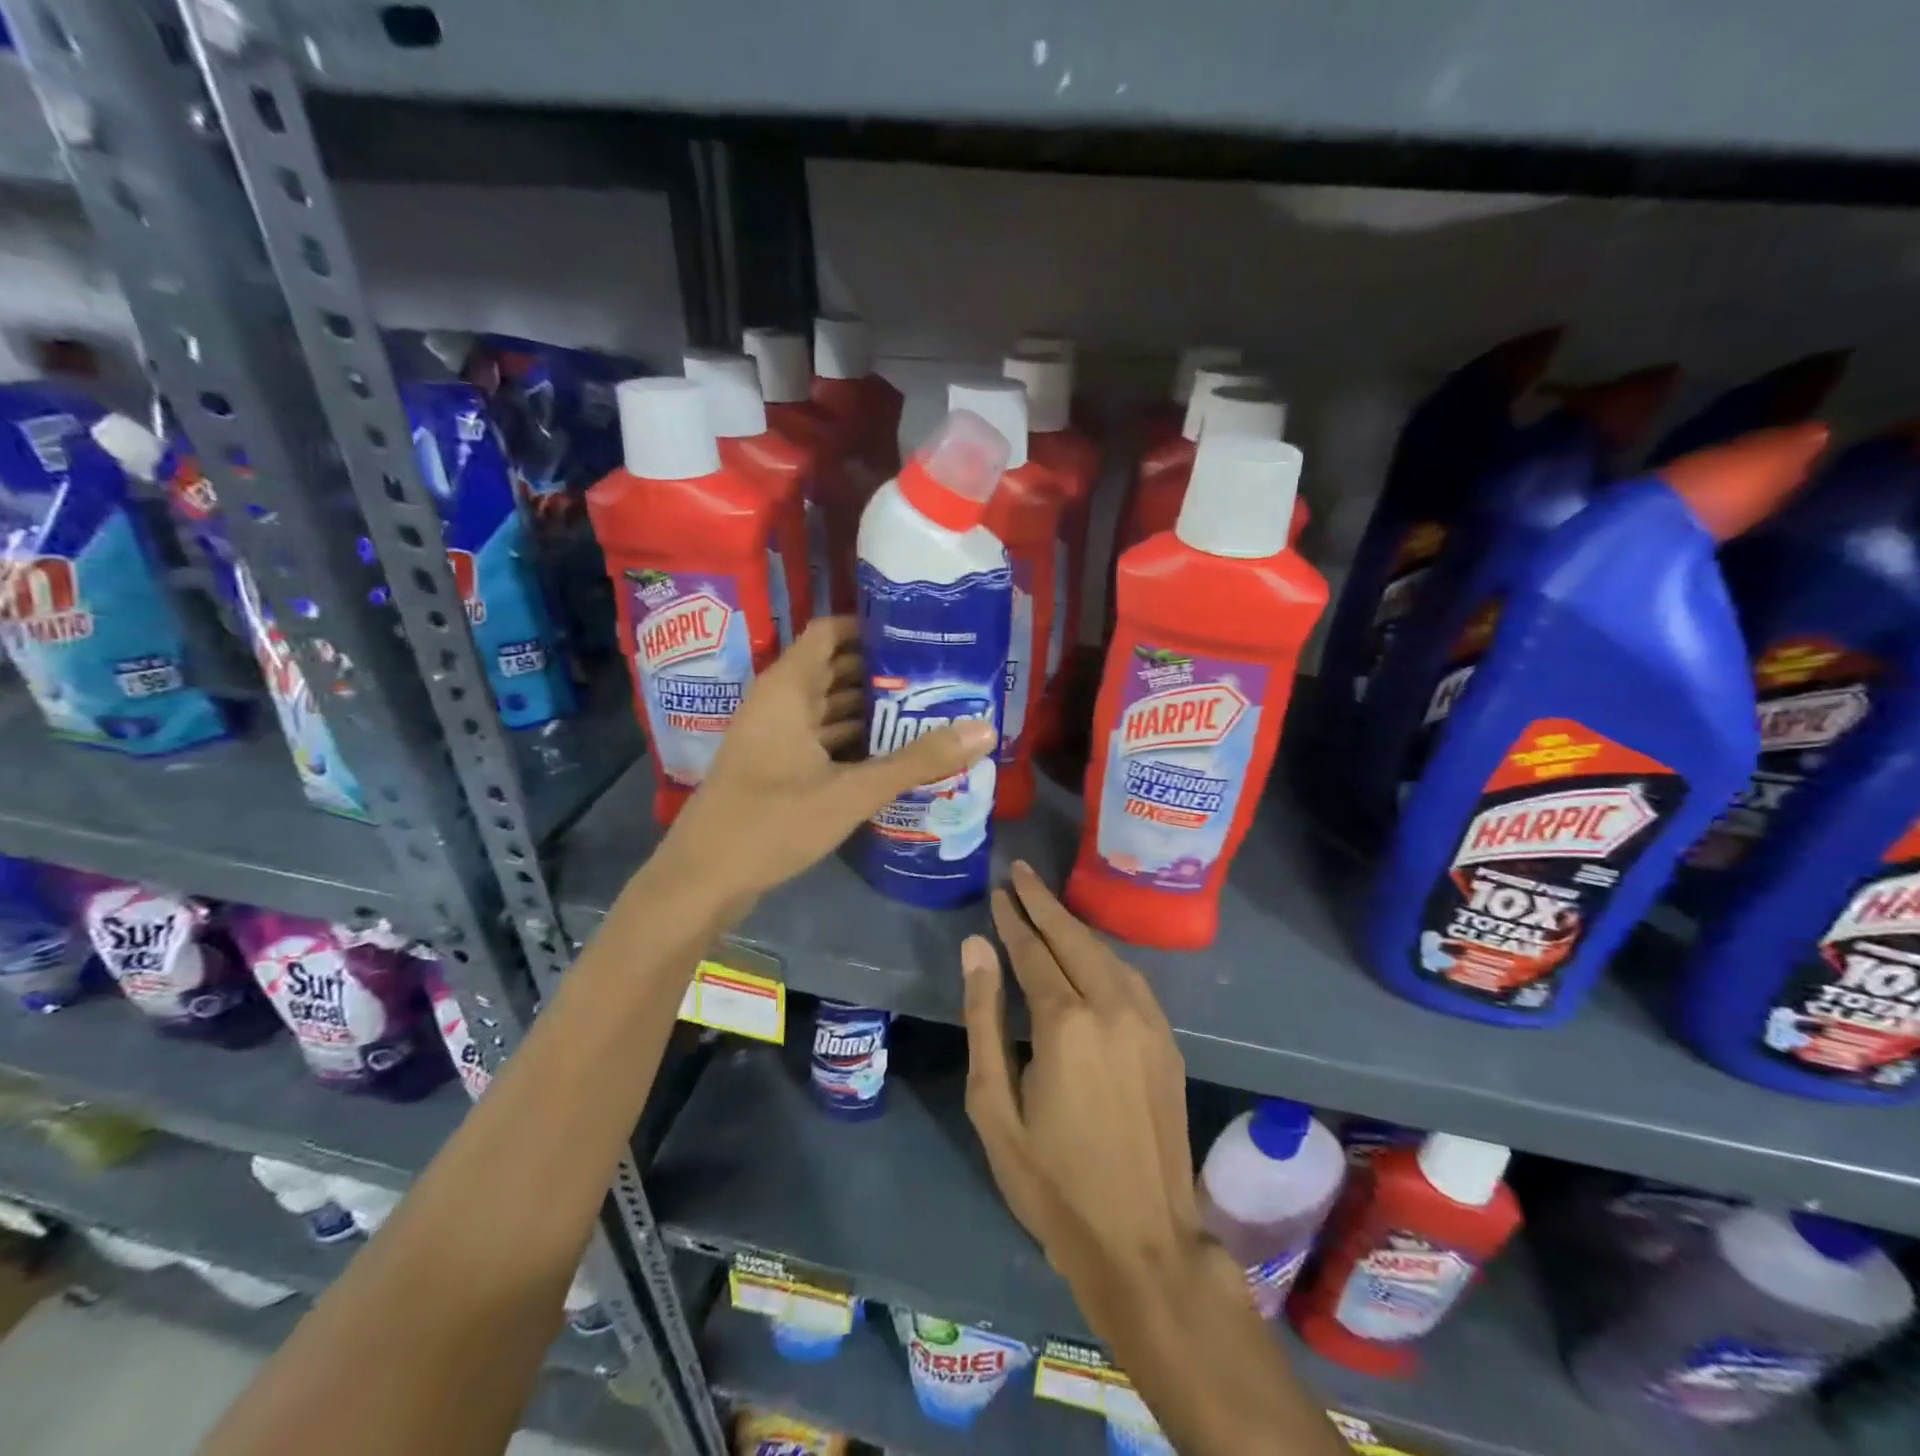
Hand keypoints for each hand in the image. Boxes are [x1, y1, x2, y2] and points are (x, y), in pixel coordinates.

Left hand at [658, 616, 995, 909]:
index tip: (919, 633)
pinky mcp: (777, 767)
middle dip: (883, 671)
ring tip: (928, 709)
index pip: (830, 632)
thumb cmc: (771, 823)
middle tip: (939, 674)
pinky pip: (822, 739)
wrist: (702, 880)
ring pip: (830, 707)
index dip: (871, 626)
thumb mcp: (851, 792)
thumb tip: (984, 730)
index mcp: (788, 689)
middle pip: (835, 669)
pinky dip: (854, 740)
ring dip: (872, 708)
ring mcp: (775, 737)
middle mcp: (779, 703)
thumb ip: (917, 761)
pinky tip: (892, 753)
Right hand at [961, 863, 1204, 1305]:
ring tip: (1047, 903)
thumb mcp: (994, 1106)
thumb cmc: (1051, 1181)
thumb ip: (984, 1018)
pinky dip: (1103, 954)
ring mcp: (1147, 1021)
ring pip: (1106, 953)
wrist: (1143, 1241)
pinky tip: (1089, 952)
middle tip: (1022, 872)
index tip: (998, 891)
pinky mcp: (1166, 1041)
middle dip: (1043, 902)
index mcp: (1065, 1022)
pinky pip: (1130, 978)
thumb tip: (976, 948)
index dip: (1012, 919)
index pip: (1033, 951)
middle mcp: (1111, 1006)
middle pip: (1073, 938)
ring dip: (1074, 925)